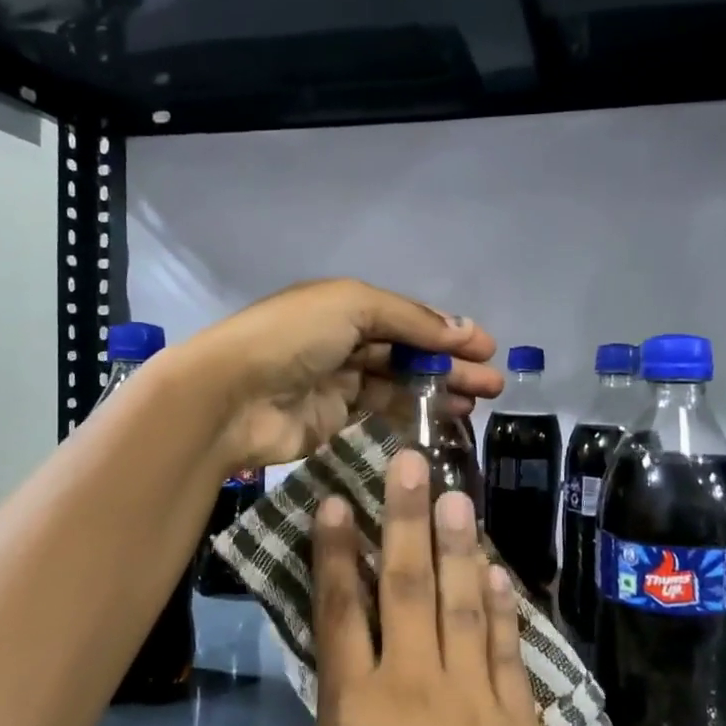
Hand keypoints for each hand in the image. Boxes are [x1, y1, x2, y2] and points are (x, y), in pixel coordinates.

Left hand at [179, 278, 502, 467]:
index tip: (488, 349)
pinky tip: (439, 421)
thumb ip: (410, 320)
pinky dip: (409, 414)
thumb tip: (464, 330)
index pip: (407, 317)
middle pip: (408, 350)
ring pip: (398, 383)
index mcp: (345, 304)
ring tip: (476, 405)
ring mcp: (336, 381)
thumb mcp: (353, 307)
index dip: (448, 331)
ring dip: (437, 390)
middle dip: (451, 364)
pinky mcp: (331, 419)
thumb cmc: (292, 338)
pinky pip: (378, 411)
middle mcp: (342, 339)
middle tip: (493, 384)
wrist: (231, 397)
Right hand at [303, 450, 588, 725]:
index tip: (334, 500)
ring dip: (457, 544)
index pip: (338, 608)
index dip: (333, 550)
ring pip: (460, 602)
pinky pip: (505, 648)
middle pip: (404, 583)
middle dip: (403, 516)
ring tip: (456, 494)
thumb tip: (351, 675)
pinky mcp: (516, 719)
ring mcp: (470, 697)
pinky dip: (501, 605)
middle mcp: (411, 684)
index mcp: (354, 707)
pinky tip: (496, 570)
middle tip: (410, 461)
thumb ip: (341, 723)